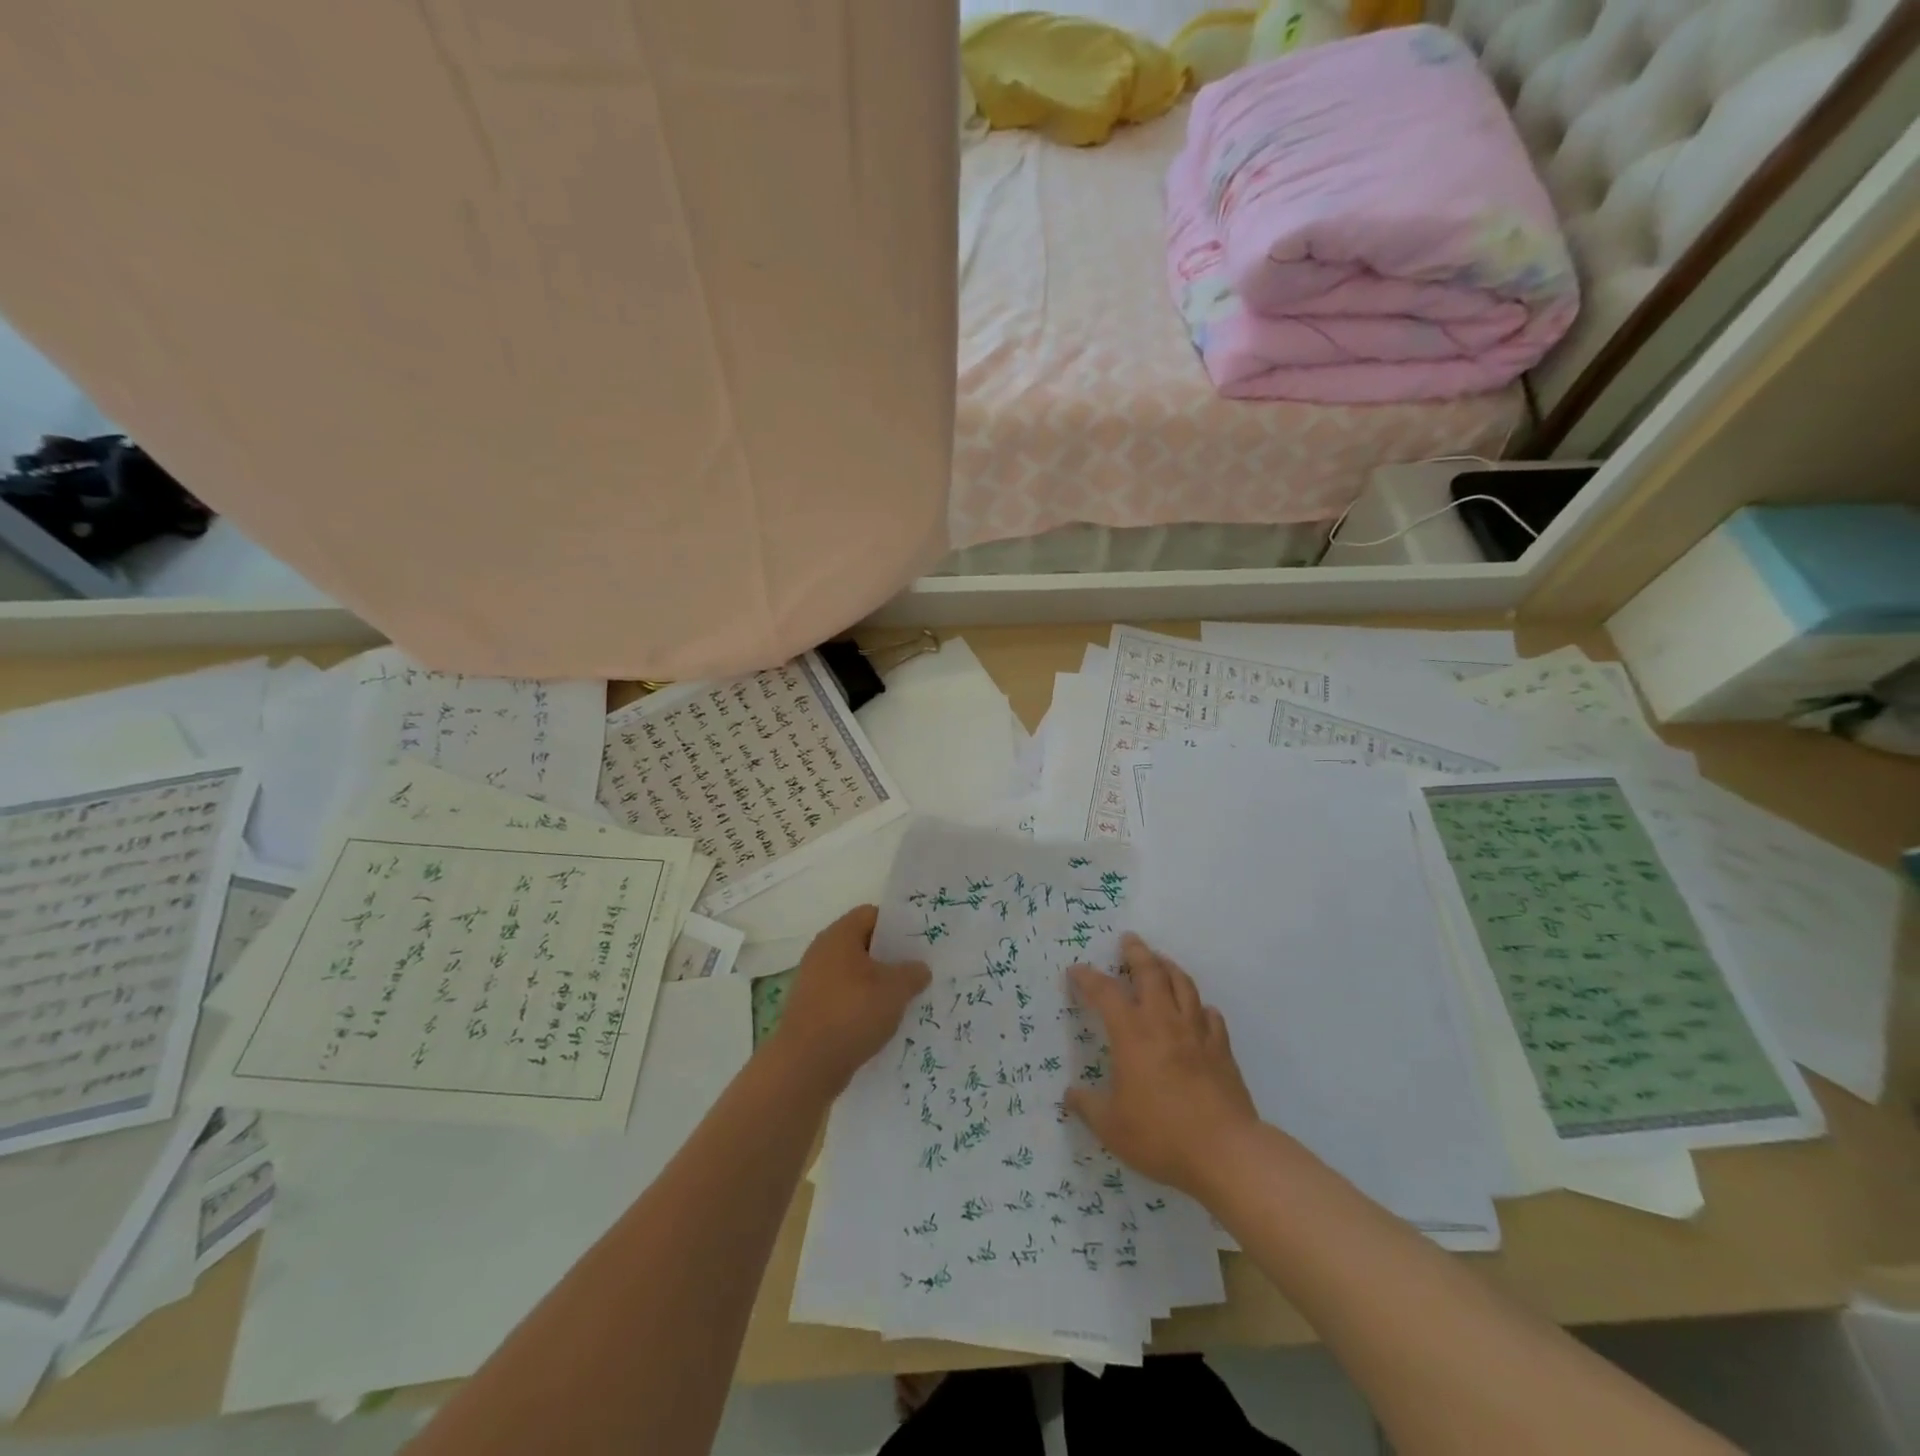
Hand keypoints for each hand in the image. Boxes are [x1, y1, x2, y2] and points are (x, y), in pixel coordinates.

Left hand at [767, 905, 929, 1098]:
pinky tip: (883, 1023)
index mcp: (839, 936)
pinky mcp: (812, 1010)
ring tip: (906, 1000)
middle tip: (919, 971)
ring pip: (855, 974)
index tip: (920, 942)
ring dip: (878, 985)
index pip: (872, 914)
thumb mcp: (894, 990)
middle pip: (864, 944)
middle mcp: (823, 953)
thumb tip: (919, 969)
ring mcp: (814, 982)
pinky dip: (863, 1006)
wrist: (804, 1066)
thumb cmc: (851, 1014)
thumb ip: (912, 973)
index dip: (897, 925)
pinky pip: (845, 998)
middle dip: (891, 958)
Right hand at [1064, 934, 1258, 1198]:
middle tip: (1129, 940)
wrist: (1225, 1152)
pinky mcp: (1222, 1049)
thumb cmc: (1161, 1135)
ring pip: (1183, 985)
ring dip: (1169, 967)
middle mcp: (1164, 1022)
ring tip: (1161, 962)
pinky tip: (1198, 1011)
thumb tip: (1070, 1094)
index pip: (1105, 993)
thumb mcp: (1112, 1127)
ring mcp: (1197, 1033)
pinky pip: (1211, 1016)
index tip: (1077, 970)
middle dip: (1137, 952)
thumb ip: (1088, 1106)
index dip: (1088, 977)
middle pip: (1151, 972)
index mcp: (1132, 1034)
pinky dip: (1200, 1007)